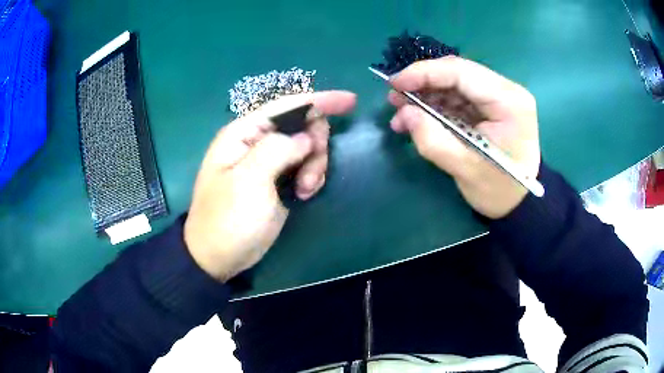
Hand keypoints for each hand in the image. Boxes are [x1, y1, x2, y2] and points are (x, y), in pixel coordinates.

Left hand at [184, 91, 356, 281]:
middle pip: (302, 125)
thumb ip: (278, 149)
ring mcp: (268, 161)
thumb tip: (305, 137)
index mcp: (244, 133)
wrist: (219, 256)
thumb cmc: (228, 219)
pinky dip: (311, 177)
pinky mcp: (277, 180)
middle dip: (315, 145)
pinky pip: (305, 166)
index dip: (320, 100)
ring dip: (315, 166)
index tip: (351, 102)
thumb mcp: (250, 181)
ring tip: (305, 191)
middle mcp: (256, 141)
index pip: (287, 105)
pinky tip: (304, 195)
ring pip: (307, 147)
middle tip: (310, 176)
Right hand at [388, 56, 540, 218]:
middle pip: (457, 73)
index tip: (393, 83)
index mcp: (508, 101)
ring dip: (427, 95)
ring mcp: (499, 96)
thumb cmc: (499, 190)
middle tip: (394, 99)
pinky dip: (437, 105)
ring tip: (402, 113)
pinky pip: (459, 96)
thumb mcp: (465, 169)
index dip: (423, 73)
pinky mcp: (491, 105)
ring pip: (455, 83)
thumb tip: (404, 113)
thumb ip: (432, 140)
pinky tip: (419, 119)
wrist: (518, 203)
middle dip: (422, 83)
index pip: (461, 72)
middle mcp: (506, 90)